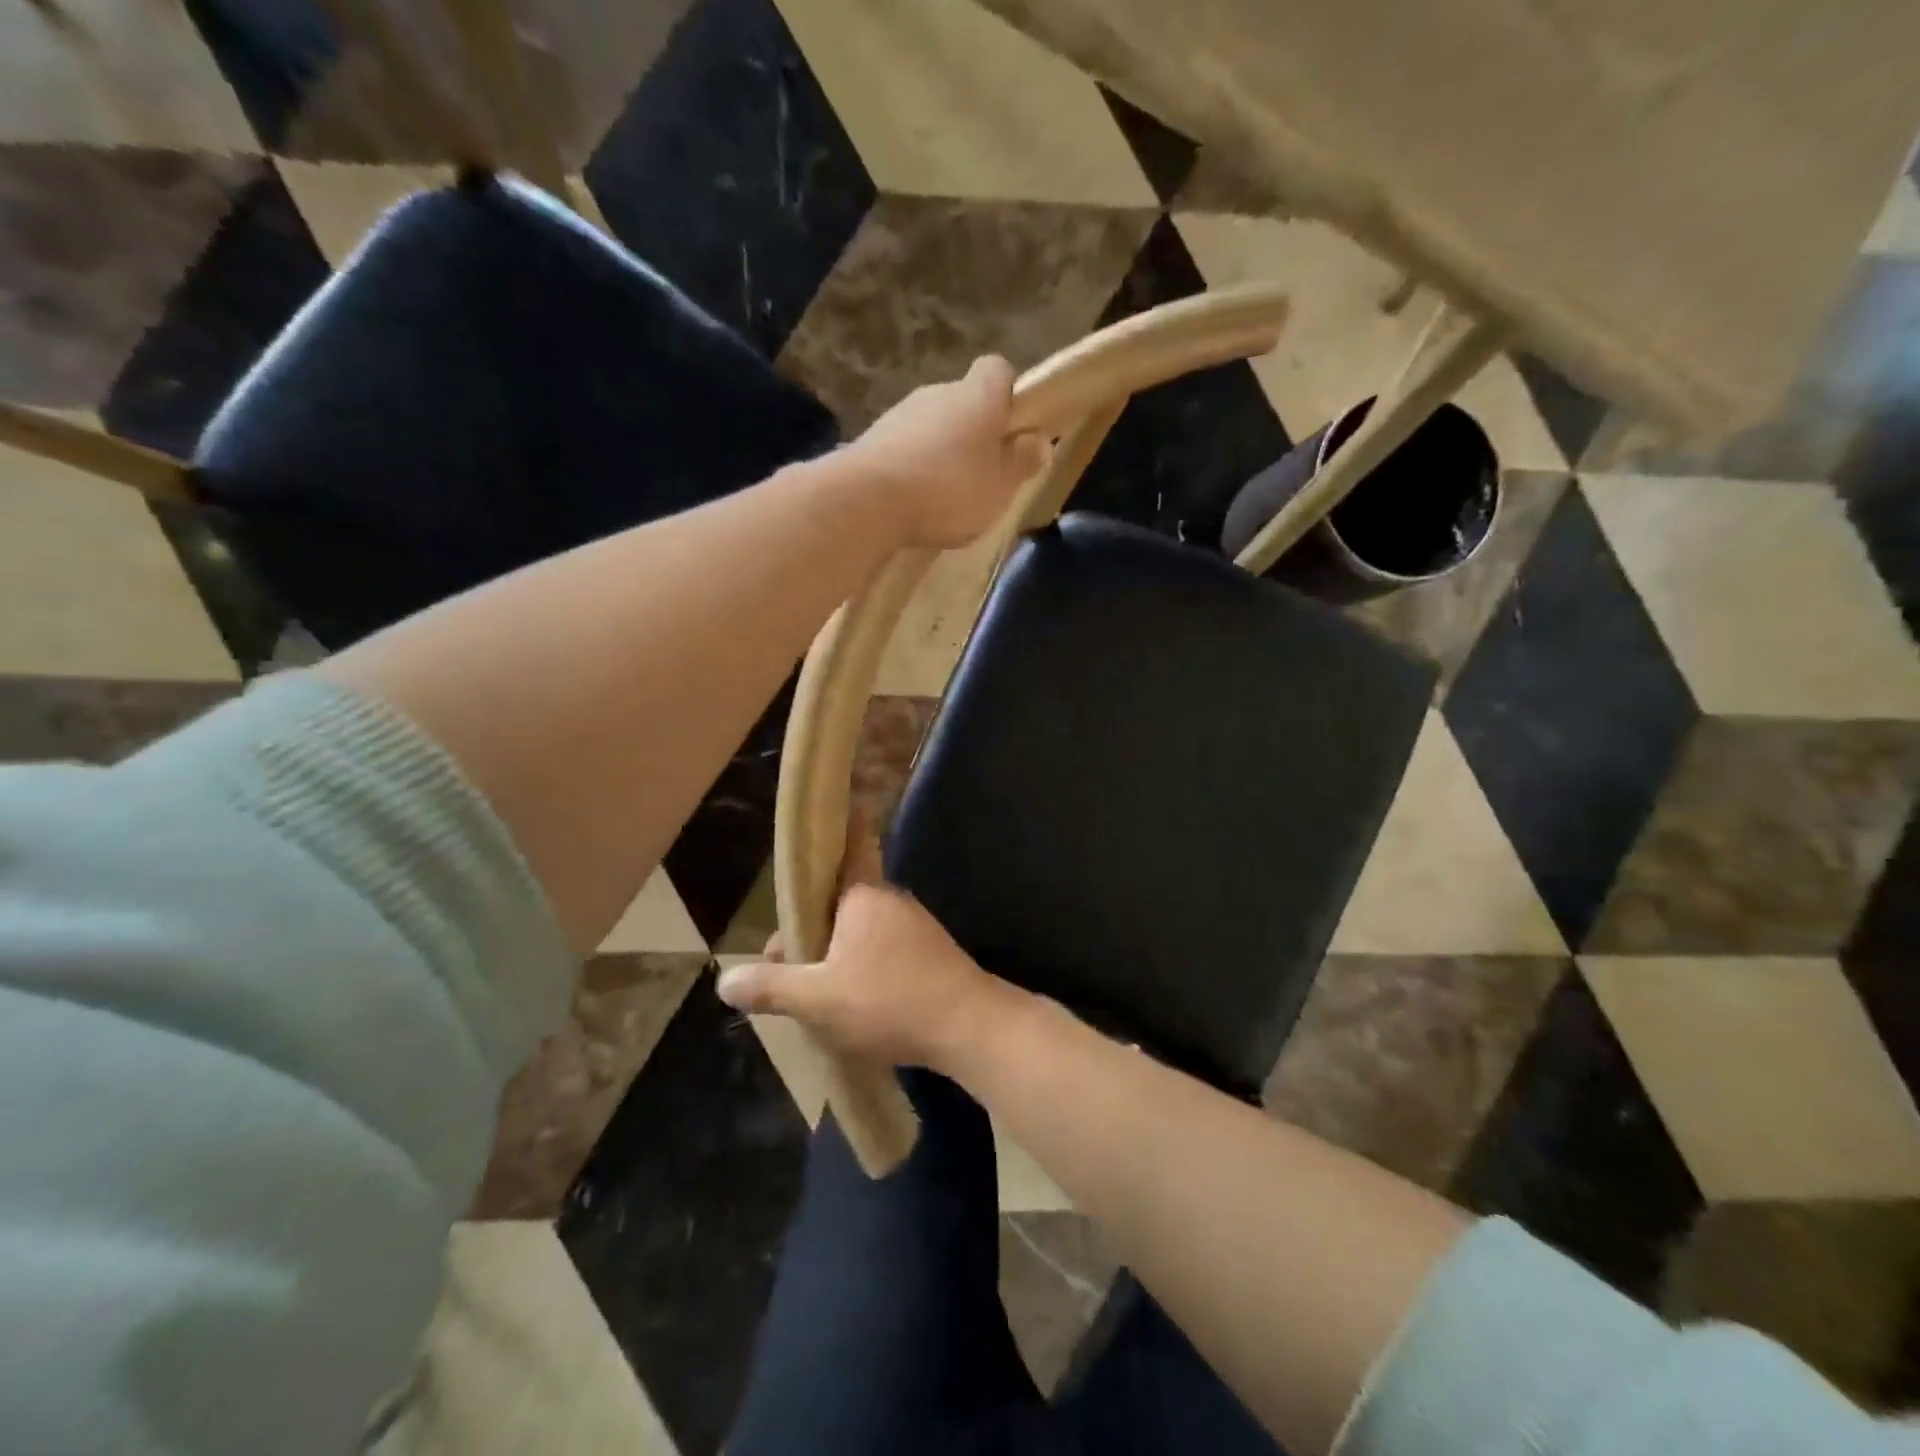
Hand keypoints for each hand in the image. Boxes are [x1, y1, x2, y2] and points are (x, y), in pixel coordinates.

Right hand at [715, 830, 1014, 1071]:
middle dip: (809, 934)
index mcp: (863, 895)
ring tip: (814, 998)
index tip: (813, 834)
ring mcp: (916, 927)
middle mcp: (890, 900)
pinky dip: (864, 968)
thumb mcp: (818, 1000)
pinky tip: (855, 1004)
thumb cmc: (889, 1001)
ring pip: (861, 931)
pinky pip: (885, 951)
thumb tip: (724, 979)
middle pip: (839, 904)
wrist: (969, 1026)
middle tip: (784, 974)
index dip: (831, 835)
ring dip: (835, 955)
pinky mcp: (931, 954)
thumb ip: (771, 987)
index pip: (848, 846)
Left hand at [848, 357, 1050, 549]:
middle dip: (974, 431)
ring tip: (944, 496)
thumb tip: (1040, 441)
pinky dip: (913, 466)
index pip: (998, 370)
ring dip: (941, 451)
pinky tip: (913, 500)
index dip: (1009, 395)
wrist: (867, 500)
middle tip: (983, 475)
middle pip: (964, 401)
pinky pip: (904, 447)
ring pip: (932, 425)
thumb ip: (1022, 462)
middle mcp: (938, 392)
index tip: (1014, 428)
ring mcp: (900, 413)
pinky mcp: (872, 439)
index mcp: (977, 395)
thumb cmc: (949, 488)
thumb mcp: (1000, 486)